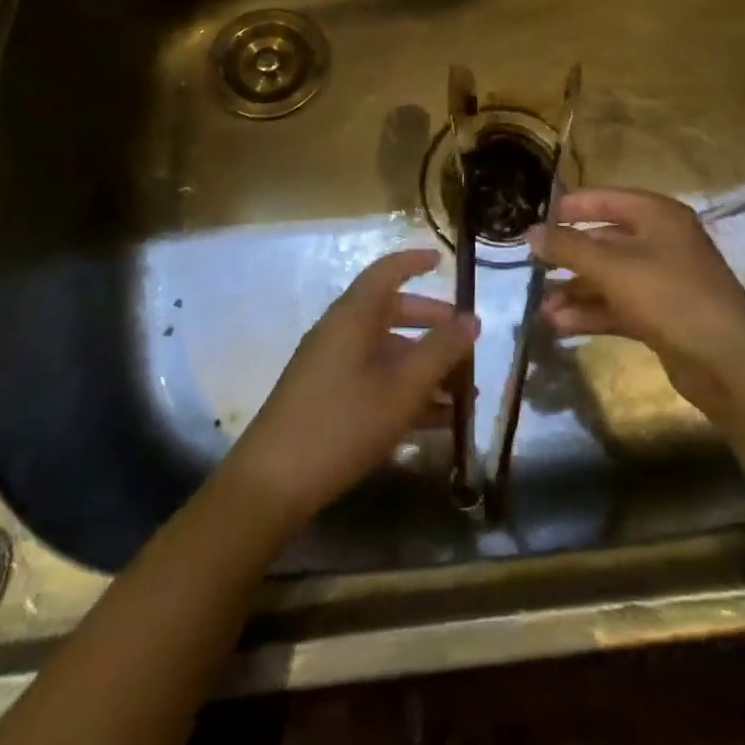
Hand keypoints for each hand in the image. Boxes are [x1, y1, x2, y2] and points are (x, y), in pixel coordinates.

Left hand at [221, 248, 478, 525]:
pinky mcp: (327, 399)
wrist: (272, 484)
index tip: (443, 260)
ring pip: (386, 352)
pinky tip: (438, 422)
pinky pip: (375, 381)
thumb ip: (439, 352)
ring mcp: (331, 367)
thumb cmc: (341, 424)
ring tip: (464, 393)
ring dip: (424, 367)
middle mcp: (340, 332)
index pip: (386, 272)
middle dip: (431, 325)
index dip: (414, 262)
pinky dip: (405, 392)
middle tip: (466, 340)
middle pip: (391, 313)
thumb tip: (472, 319)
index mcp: (353, 316)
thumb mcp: (401, 389)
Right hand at [528, 188, 744, 423]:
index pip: (603, 199)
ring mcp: (662, 279)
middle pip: (603, 240)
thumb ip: (568, 247)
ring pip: (608, 277)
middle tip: (531, 269)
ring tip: (541, 309)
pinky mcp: (660, 315)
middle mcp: (660, 241)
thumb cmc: (670, 297)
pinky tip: (560, 326)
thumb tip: (529, 232)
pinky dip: (591, 312)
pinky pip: (617, 305)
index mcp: (657, 215)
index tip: (533, 222)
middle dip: (567, 258)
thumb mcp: (613, 268)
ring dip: (575, 291)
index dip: (568, 208)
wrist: (729, 364)